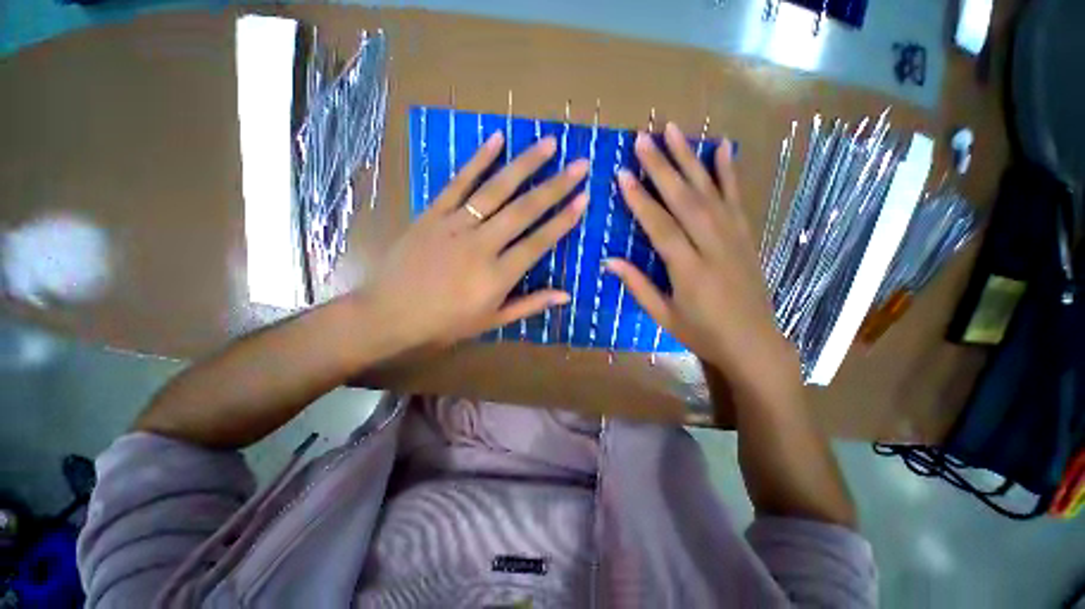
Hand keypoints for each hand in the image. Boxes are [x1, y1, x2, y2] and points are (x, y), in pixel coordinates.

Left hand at [362, 131, 587, 349]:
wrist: (389, 314)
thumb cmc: (445, 324)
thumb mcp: (492, 321)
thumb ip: (530, 305)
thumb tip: (565, 295)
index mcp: (497, 276)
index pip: (538, 243)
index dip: (563, 221)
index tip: (583, 199)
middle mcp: (481, 245)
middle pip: (523, 210)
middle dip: (555, 186)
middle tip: (580, 164)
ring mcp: (455, 225)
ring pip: (495, 190)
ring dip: (524, 164)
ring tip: (549, 144)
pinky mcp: (433, 214)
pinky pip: (458, 183)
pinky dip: (478, 160)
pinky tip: (496, 139)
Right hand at [604, 123, 799, 393]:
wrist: (754, 343)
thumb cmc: (702, 333)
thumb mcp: (664, 316)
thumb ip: (637, 285)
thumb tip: (609, 261)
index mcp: (689, 269)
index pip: (660, 226)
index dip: (640, 200)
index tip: (623, 173)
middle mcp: (713, 246)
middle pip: (685, 199)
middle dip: (662, 167)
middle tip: (643, 138)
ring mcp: (734, 237)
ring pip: (709, 191)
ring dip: (690, 159)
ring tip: (674, 131)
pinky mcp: (746, 236)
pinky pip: (736, 198)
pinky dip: (729, 172)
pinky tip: (722, 148)